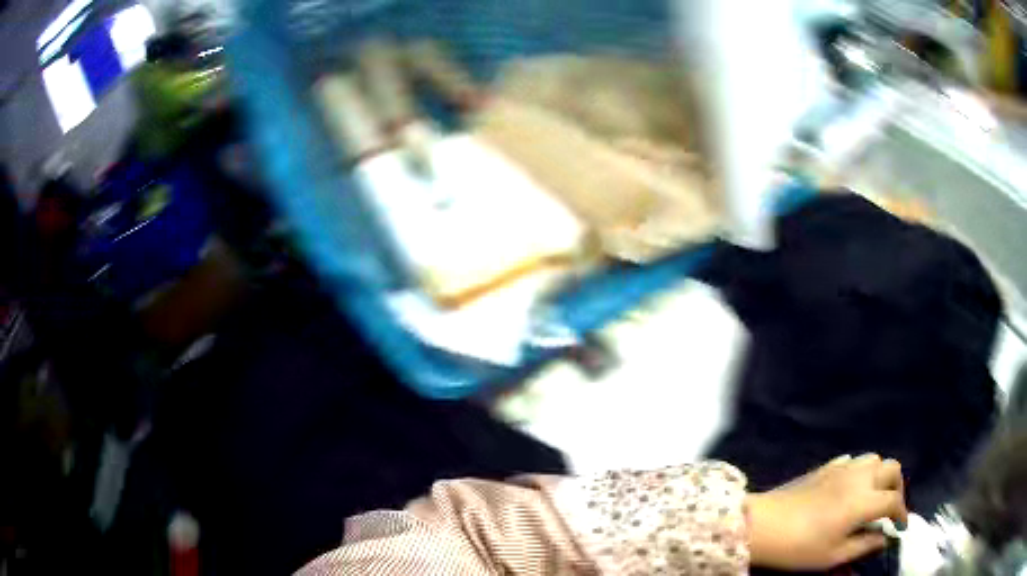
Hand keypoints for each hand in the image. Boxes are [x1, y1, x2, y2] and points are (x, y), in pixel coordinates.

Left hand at [746, 454, 907, 570]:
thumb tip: (884, 538)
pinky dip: (861, 470)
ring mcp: (842, 467)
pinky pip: (853, 460)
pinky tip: (852, 486)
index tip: (900, 527)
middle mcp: (860, 476)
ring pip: (874, 459)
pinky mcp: (826, 466)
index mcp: (865, 500)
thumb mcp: (834, 556)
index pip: (894, 501)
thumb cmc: (800, 547)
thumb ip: (864, 546)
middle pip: (892, 469)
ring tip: (873, 496)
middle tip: (890, 508)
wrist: (763, 525)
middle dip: (897, 487)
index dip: (902, 514)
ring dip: (881, 474)